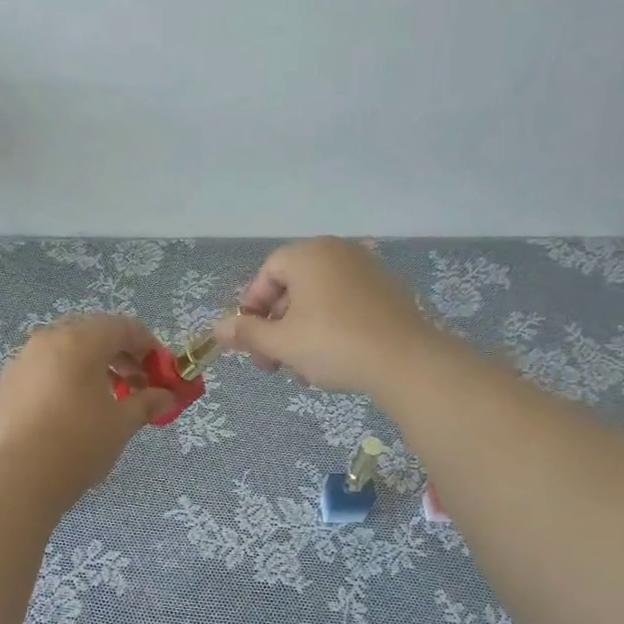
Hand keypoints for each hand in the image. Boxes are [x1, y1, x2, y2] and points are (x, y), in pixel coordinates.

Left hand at [0, 314, 174, 501]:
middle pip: (91, 334)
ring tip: (104, 399)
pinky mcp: (4, 385)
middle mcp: (47, 340)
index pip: (123, 327)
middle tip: (135, 384)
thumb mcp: (123, 423)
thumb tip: (167, 397)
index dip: (148, 346)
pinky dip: (61, 382)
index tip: (161, 370)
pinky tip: (68, 412)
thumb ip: (147, 402)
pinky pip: (40, 373)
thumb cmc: (81, 442)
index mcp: (81, 341)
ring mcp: (20, 361)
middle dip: (118, 355)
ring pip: (63, 352)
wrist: (22, 477)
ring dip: (89, 367)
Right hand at [213, 237, 446, 398]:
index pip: (267, 274)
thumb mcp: (282, 343)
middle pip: (292, 287)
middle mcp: (338, 252)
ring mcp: (366, 270)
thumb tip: (218, 330)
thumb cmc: (334, 344)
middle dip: (276, 328)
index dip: (252, 308)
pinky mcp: (387, 292)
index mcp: (309, 254)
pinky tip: (331, 363)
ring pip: (318, 301)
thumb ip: (247, 333)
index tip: (250, 342)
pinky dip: (330, 329)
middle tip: (272, 364)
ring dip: (301, 334)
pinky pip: (345, 305)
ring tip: (302, 370)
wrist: (406, 361)